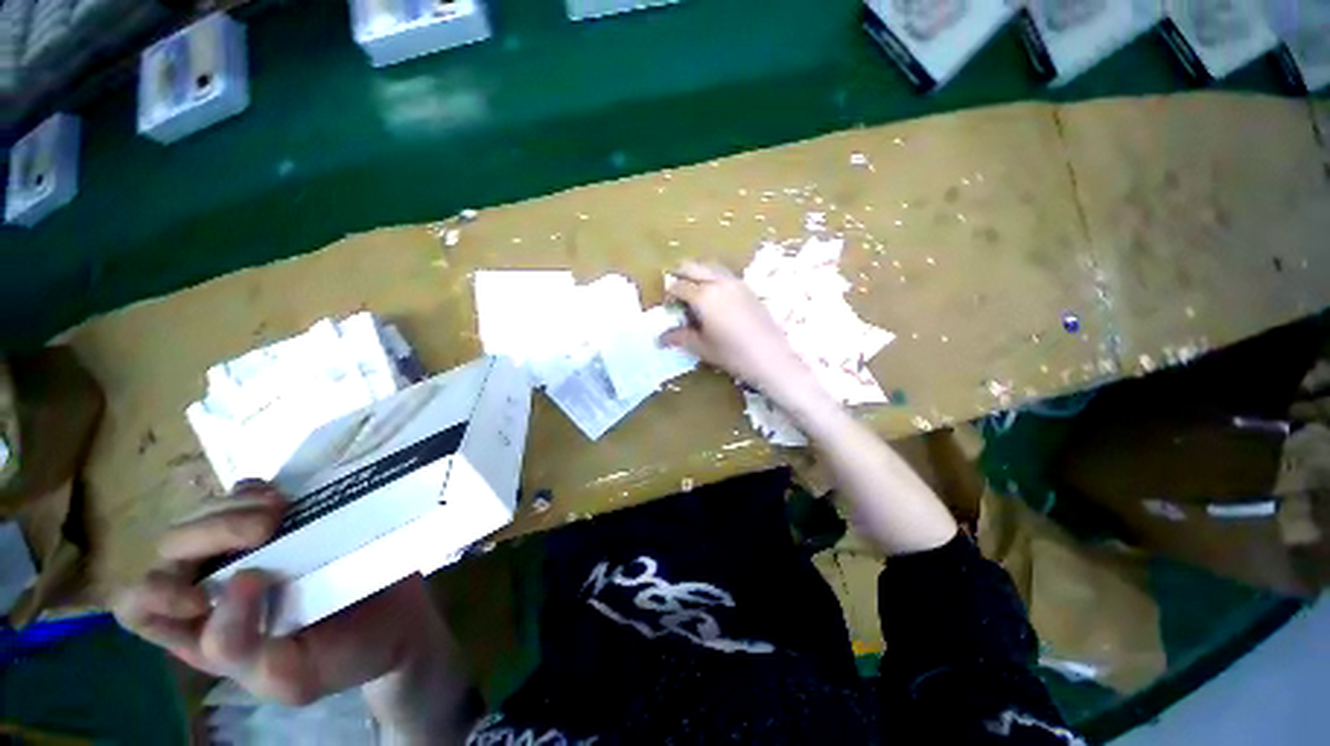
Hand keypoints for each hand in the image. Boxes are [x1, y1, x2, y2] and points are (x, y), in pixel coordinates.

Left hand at [113, 481, 448, 707]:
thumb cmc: (341, 658)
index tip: (204, 598)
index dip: (155, 596)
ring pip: (201, 514)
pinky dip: (254, 490)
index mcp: (201, 633)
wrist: (396, 622)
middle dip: (207, 534)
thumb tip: (240, 578)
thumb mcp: (288, 676)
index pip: (138, 607)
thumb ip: (241, 648)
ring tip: (279, 512)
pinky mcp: (282, 521)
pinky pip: (243, 493)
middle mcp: (211, 586)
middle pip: (168, 549)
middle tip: (265, 530)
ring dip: (231, 508)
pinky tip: (284, 498)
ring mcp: (244, 550)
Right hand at [661, 262, 819, 401]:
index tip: (667, 305)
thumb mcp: (702, 347)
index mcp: (703, 296)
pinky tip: (714, 296)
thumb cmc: (732, 354)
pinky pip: (724, 274)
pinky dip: (713, 277)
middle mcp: (718, 283)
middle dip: (680, 274)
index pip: (678, 286)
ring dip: (697, 272)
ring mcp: (735, 282)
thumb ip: (680, 337)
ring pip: (710, 266)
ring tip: (693, 290)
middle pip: (693, 267)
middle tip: (675, 290)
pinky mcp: (747, 287)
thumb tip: (660, 339)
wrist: (770, 357)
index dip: (669, 294)